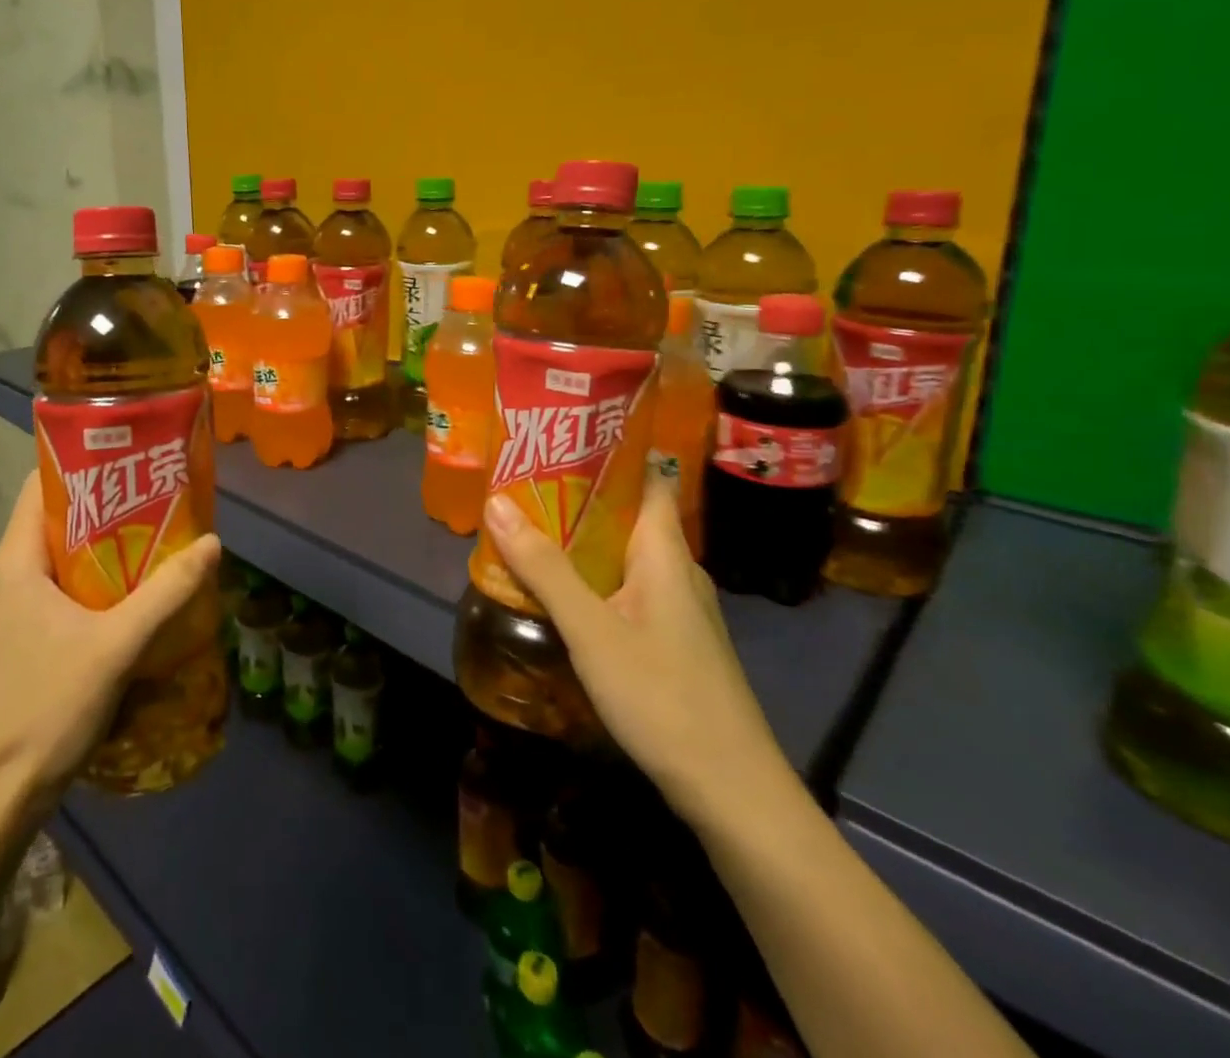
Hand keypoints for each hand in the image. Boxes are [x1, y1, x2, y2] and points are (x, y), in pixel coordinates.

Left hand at [0, 472, 220, 798]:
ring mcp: (19, 607)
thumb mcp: (115, 645)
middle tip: (163, 492)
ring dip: (112, 543)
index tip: (134, 454)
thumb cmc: (46, 708)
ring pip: (68, 554)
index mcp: (17, 560)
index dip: (85, 461)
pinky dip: (104, 577)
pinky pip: (70, 586)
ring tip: (164, 531)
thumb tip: (213, 543)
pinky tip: (144, 587)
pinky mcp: (31, 634)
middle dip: (111, 501)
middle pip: (61, 516)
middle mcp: (12, 574)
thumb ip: (166, 592)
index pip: (43, 484)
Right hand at [483, 475, 790, 828]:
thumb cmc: (662, 696)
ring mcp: (679, 608)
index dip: (608, 453)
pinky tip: (563, 592)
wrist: (732, 791)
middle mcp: (677, 569)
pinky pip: (629, 588)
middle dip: (579, 497)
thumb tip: (497, 501)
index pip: (645, 478)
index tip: (559, 438)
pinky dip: (595, 577)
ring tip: (531, 528)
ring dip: (583, 540)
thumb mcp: (591, 630)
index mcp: (665, 551)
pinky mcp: (674, 640)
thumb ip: (544, 567)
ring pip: (626, 555)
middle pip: (628, 514)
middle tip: (523, 484)